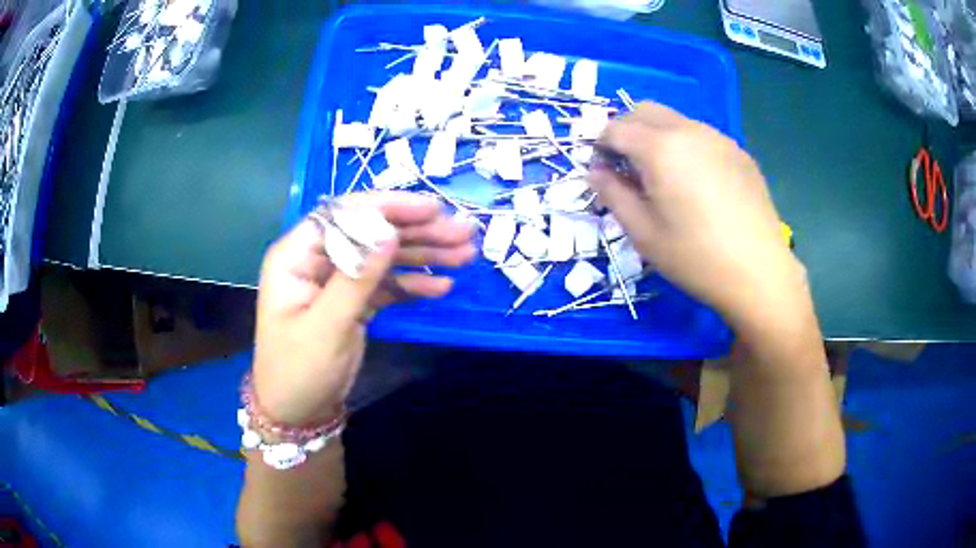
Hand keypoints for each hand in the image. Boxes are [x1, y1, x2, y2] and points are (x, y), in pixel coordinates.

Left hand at [253, 192, 475, 425]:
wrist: (298, 413)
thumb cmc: (300, 370)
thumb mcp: (327, 325)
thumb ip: (357, 277)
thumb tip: (389, 231)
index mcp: (296, 256)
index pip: (344, 215)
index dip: (389, 208)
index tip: (432, 209)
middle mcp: (317, 260)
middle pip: (370, 233)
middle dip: (417, 232)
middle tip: (463, 232)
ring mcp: (337, 281)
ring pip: (383, 257)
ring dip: (423, 255)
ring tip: (466, 253)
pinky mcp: (353, 301)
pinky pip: (386, 285)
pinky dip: (413, 285)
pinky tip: (443, 287)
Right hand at [589, 102, 806, 328]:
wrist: (760, 273)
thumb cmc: (696, 258)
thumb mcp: (643, 234)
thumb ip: (613, 195)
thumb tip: (596, 172)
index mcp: (660, 148)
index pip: (615, 128)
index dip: (600, 146)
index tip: (603, 172)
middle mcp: (688, 130)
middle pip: (644, 110)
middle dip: (627, 130)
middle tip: (629, 168)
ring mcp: (718, 138)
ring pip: (675, 120)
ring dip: (658, 136)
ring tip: (666, 178)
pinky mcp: (739, 152)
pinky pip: (702, 136)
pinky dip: (687, 146)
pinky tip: (699, 184)